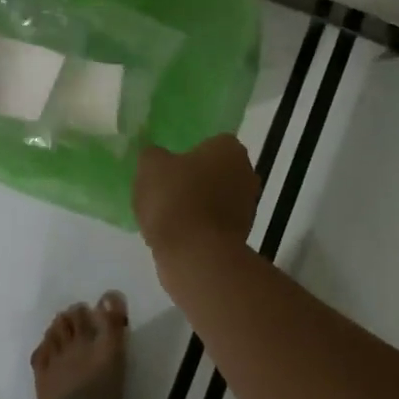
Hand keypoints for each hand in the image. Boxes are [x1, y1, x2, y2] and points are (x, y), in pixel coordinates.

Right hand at [134, 135, 258, 258]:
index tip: (168, 166)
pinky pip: (213, 224)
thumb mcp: (150, 167)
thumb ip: (152, 155)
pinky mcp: (241, 235)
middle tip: (164, 189)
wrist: (196, 255)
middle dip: (194, 179)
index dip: (187, 153)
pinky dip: (198, 227)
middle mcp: (246, 173)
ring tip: (165, 216)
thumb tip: (155, 156)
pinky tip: (175, 235)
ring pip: (215, 199)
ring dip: (196, 205)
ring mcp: (247, 207)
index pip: (210, 142)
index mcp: (230, 148)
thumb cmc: (176, 199)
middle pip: (214, 171)